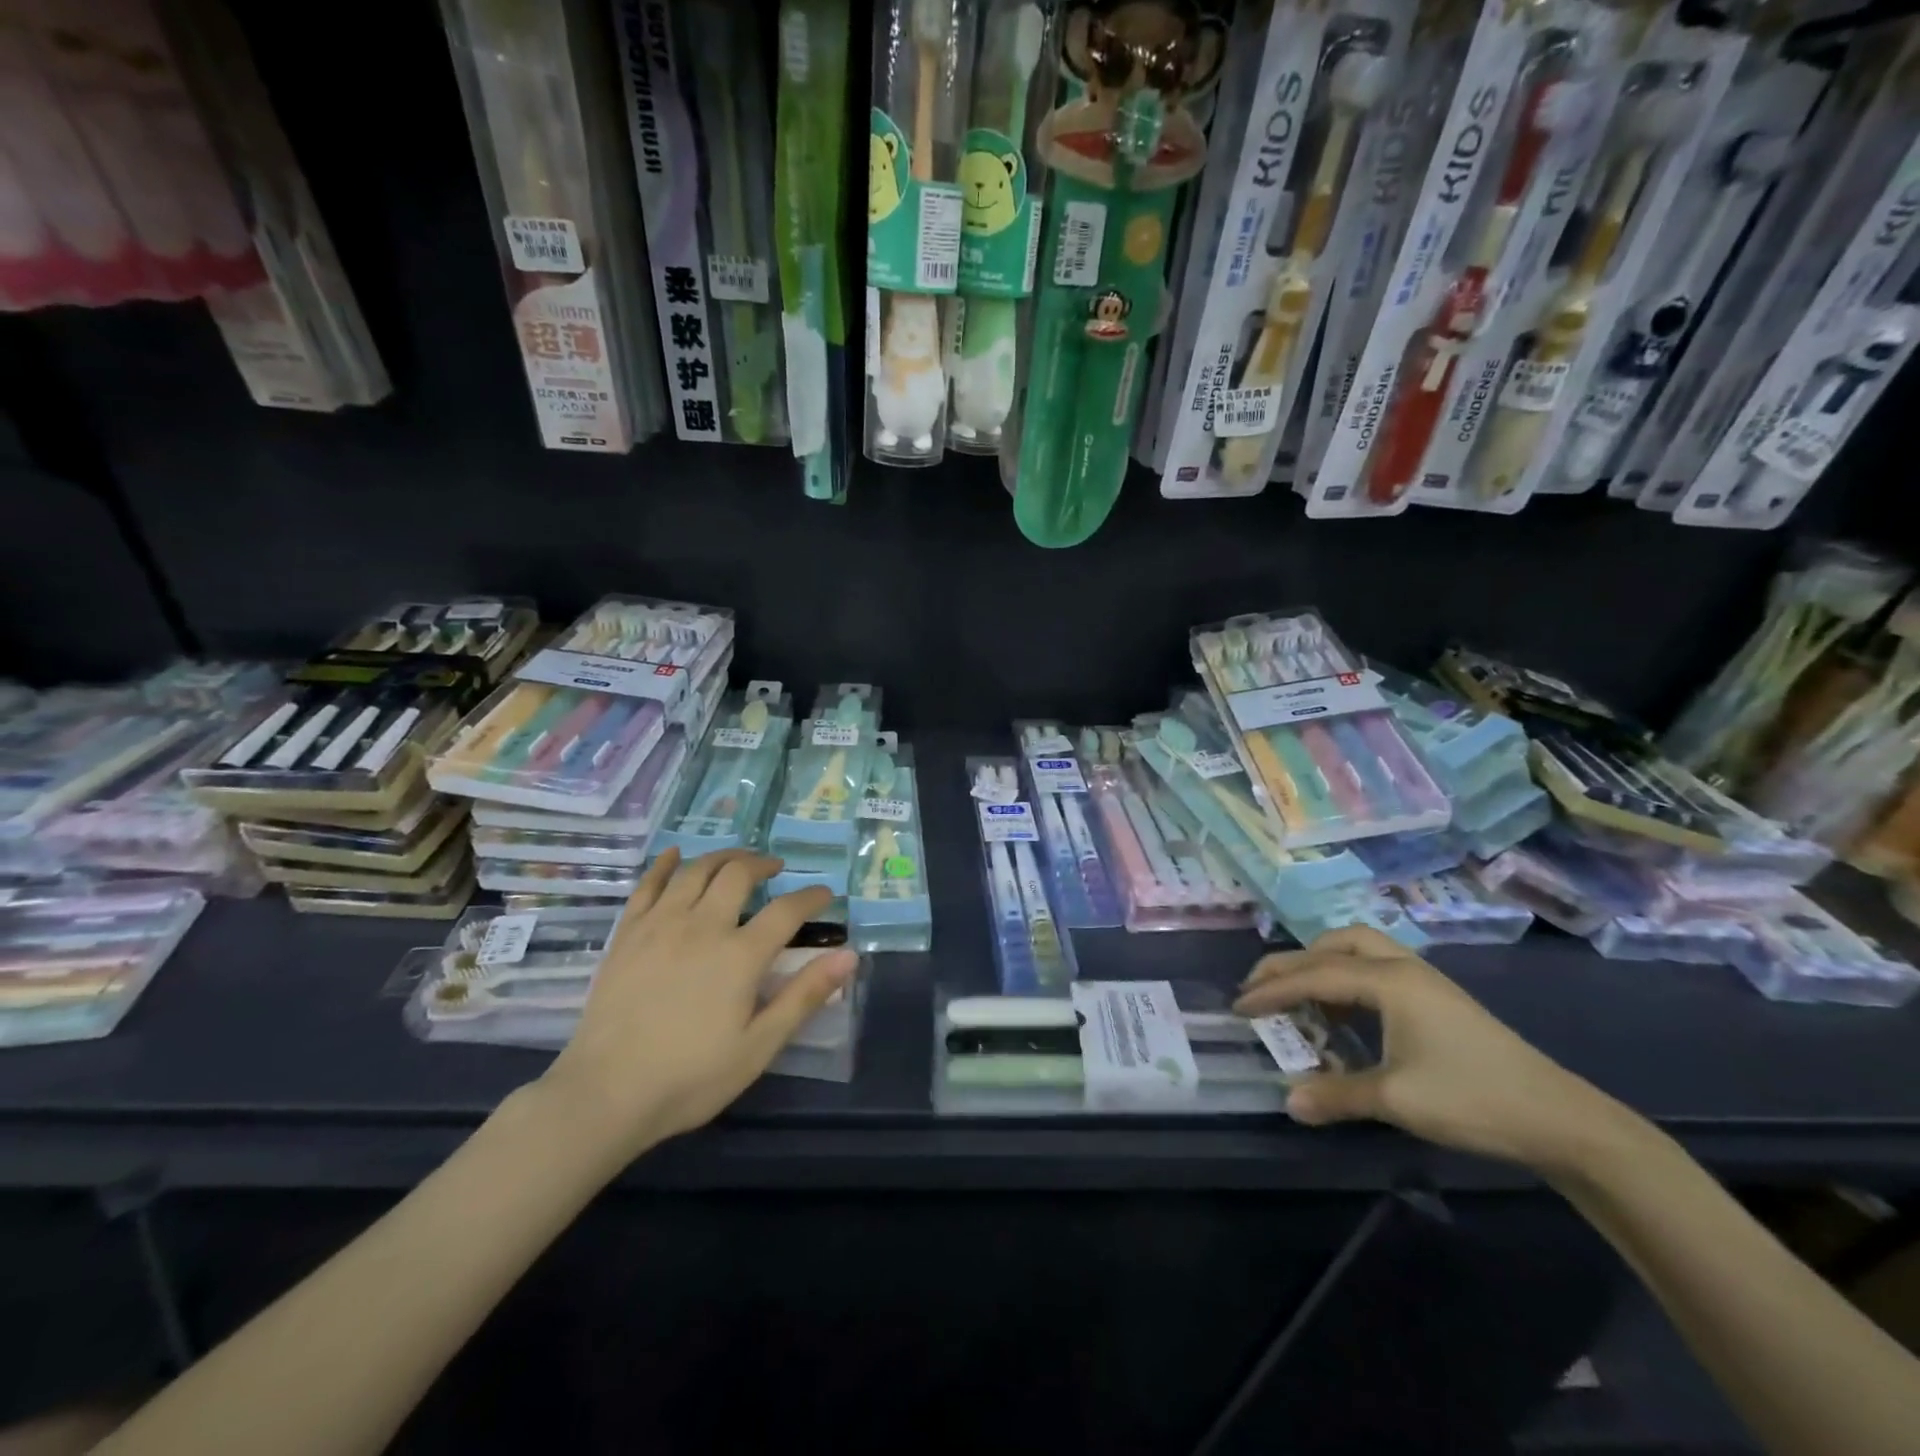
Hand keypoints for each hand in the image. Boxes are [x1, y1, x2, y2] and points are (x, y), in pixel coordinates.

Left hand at [540, 848, 855, 1164]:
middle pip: (738, 875)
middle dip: (763, 864)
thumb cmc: (691, 1077)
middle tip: (775, 867)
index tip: (825, 894)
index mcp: (740, 955)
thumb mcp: (759, 1046)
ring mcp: (660, 925)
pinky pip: (648, 885)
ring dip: (723, 857)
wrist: (605, 1094)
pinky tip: (675, 855)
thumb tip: (848, 956)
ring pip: (696, 870)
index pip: (787, 910)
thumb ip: (804, 996)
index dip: (811, 897)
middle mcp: (703, 926)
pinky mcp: (627, 934)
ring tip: (737, 859)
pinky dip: (665, 865)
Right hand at [1233, 927, 1640, 1176]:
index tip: (1239, 1005)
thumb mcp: (1398, 1100)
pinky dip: (1347, 978)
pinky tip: (1345, 1013)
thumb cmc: (1473, 1099)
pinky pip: (1376, 968)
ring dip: (1321, 964)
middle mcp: (1402, 967)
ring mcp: (1424, 979)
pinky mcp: (1437, 998)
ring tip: (1301, 997)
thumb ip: (1337, 1095)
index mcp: (1389, 981)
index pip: (1314, 975)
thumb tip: (1288, 1101)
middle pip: (1333, 945)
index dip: (1272, 989)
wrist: (1562, 1119)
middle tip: (1261, 988)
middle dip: (1291, 963)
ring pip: (1358, 949)